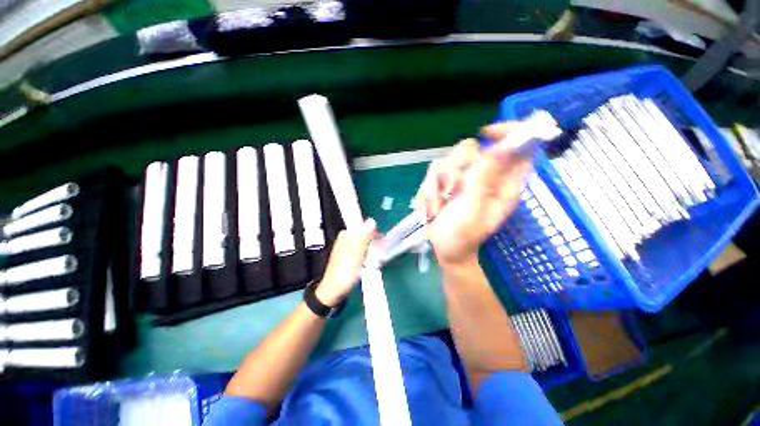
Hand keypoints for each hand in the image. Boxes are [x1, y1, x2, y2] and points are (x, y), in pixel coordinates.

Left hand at [315, 218, 376, 305]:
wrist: (333, 291)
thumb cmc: (346, 271)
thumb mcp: (357, 252)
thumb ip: (365, 236)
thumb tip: (372, 220)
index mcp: (346, 234)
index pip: (366, 228)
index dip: (375, 236)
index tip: (381, 246)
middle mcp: (345, 238)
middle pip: (365, 236)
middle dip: (373, 245)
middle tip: (375, 257)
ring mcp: (346, 247)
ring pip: (364, 245)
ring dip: (370, 252)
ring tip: (371, 263)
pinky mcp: (347, 256)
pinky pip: (361, 252)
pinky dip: (366, 257)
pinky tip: (367, 265)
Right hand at [416, 123, 532, 267]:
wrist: (445, 249)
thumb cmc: (463, 235)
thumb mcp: (473, 209)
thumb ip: (484, 178)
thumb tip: (501, 147)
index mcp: (504, 185)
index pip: (518, 148)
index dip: (508, 133)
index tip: (486, 132)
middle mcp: (485, 177)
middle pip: (473, 149)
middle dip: (456, 168)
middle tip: (451, 191)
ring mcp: (464, 179)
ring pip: (448, 160)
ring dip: (438, 184)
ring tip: (439, 206)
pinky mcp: (446, 183)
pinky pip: (433, 173)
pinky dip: (428, 190)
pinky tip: (431, 207)